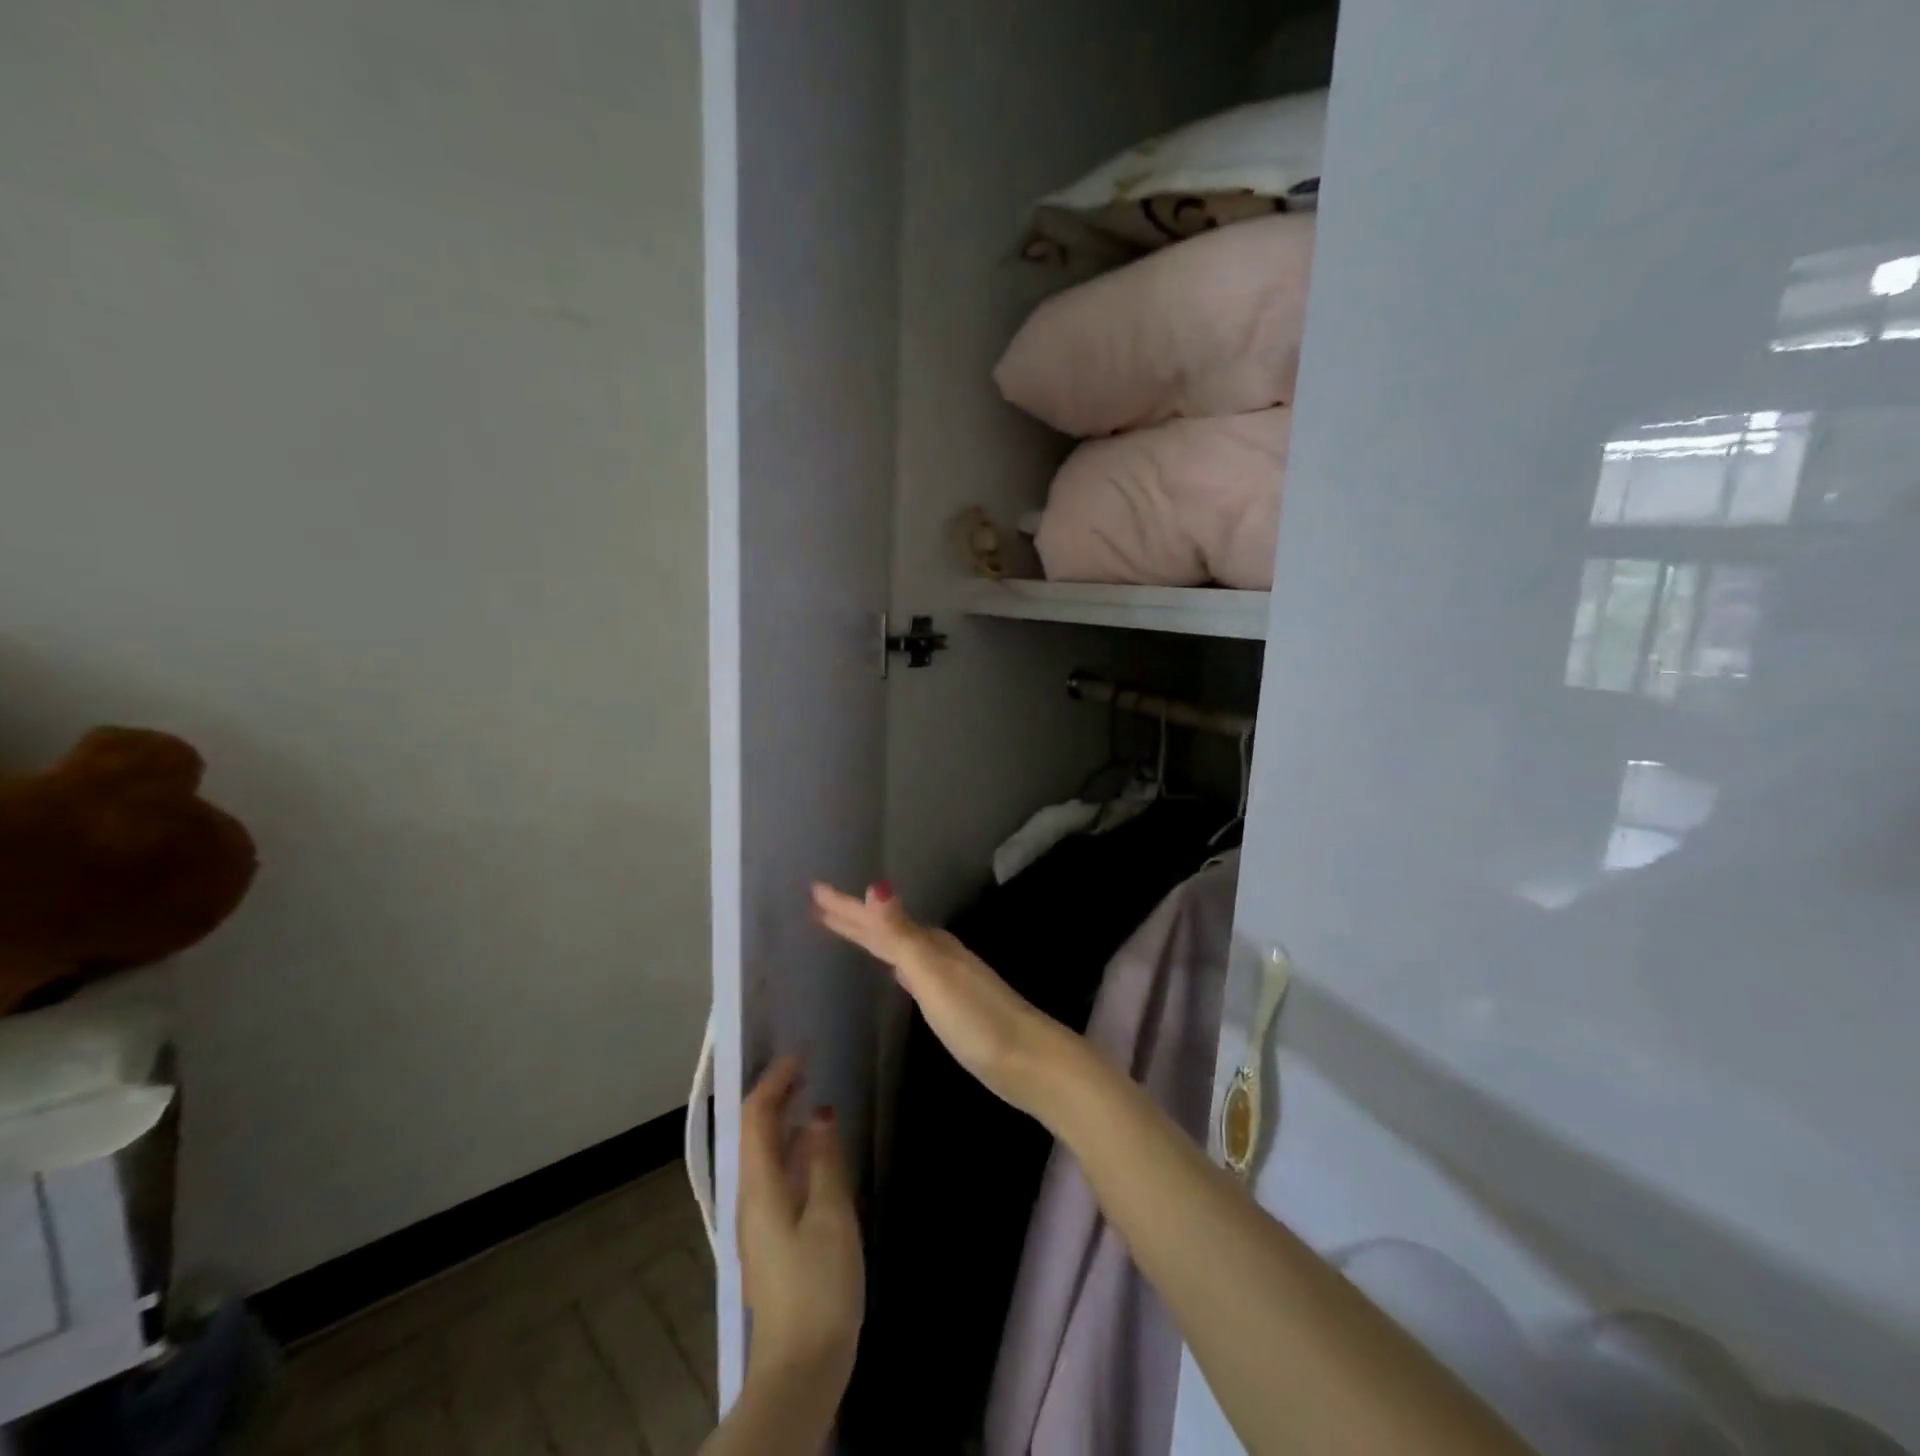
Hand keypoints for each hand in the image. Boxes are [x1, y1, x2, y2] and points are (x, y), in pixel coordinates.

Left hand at [736, 1056, 863, 1415]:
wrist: (802, 1367)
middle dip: (777, 1095)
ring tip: (813, 1097)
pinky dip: (795, 1151)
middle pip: (756, 1134)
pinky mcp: (774, 1240)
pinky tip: (818, 1153)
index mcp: (760, 1186)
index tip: (801, 1052)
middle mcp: (752, 1197)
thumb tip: (820, 1116)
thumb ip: (824, 1161)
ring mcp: (760, 1222)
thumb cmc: (817, 1286)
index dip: (775, 1080)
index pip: (756, 1116)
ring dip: (785, 1121)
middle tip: (807, 1066)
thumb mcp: (830, 1216)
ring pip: (767, 1155)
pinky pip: (779, 1177)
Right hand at [810, 881, 1065, 1114]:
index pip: (876, 920)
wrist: (1028, 1060)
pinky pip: (909, 971)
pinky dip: (893, 964)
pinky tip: (894, 973)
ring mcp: (945, 977)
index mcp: (929, 944)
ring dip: (871, 937)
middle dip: (853, 917)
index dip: (845, 906)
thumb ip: (902, 935)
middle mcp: (936, 953)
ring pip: (897, 948)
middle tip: (818, 905)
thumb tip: (875, 885)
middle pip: (885, 930)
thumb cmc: (977, 1019)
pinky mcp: (950, 1003)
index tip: (814, 890)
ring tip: (846, 930)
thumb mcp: (933, 975)